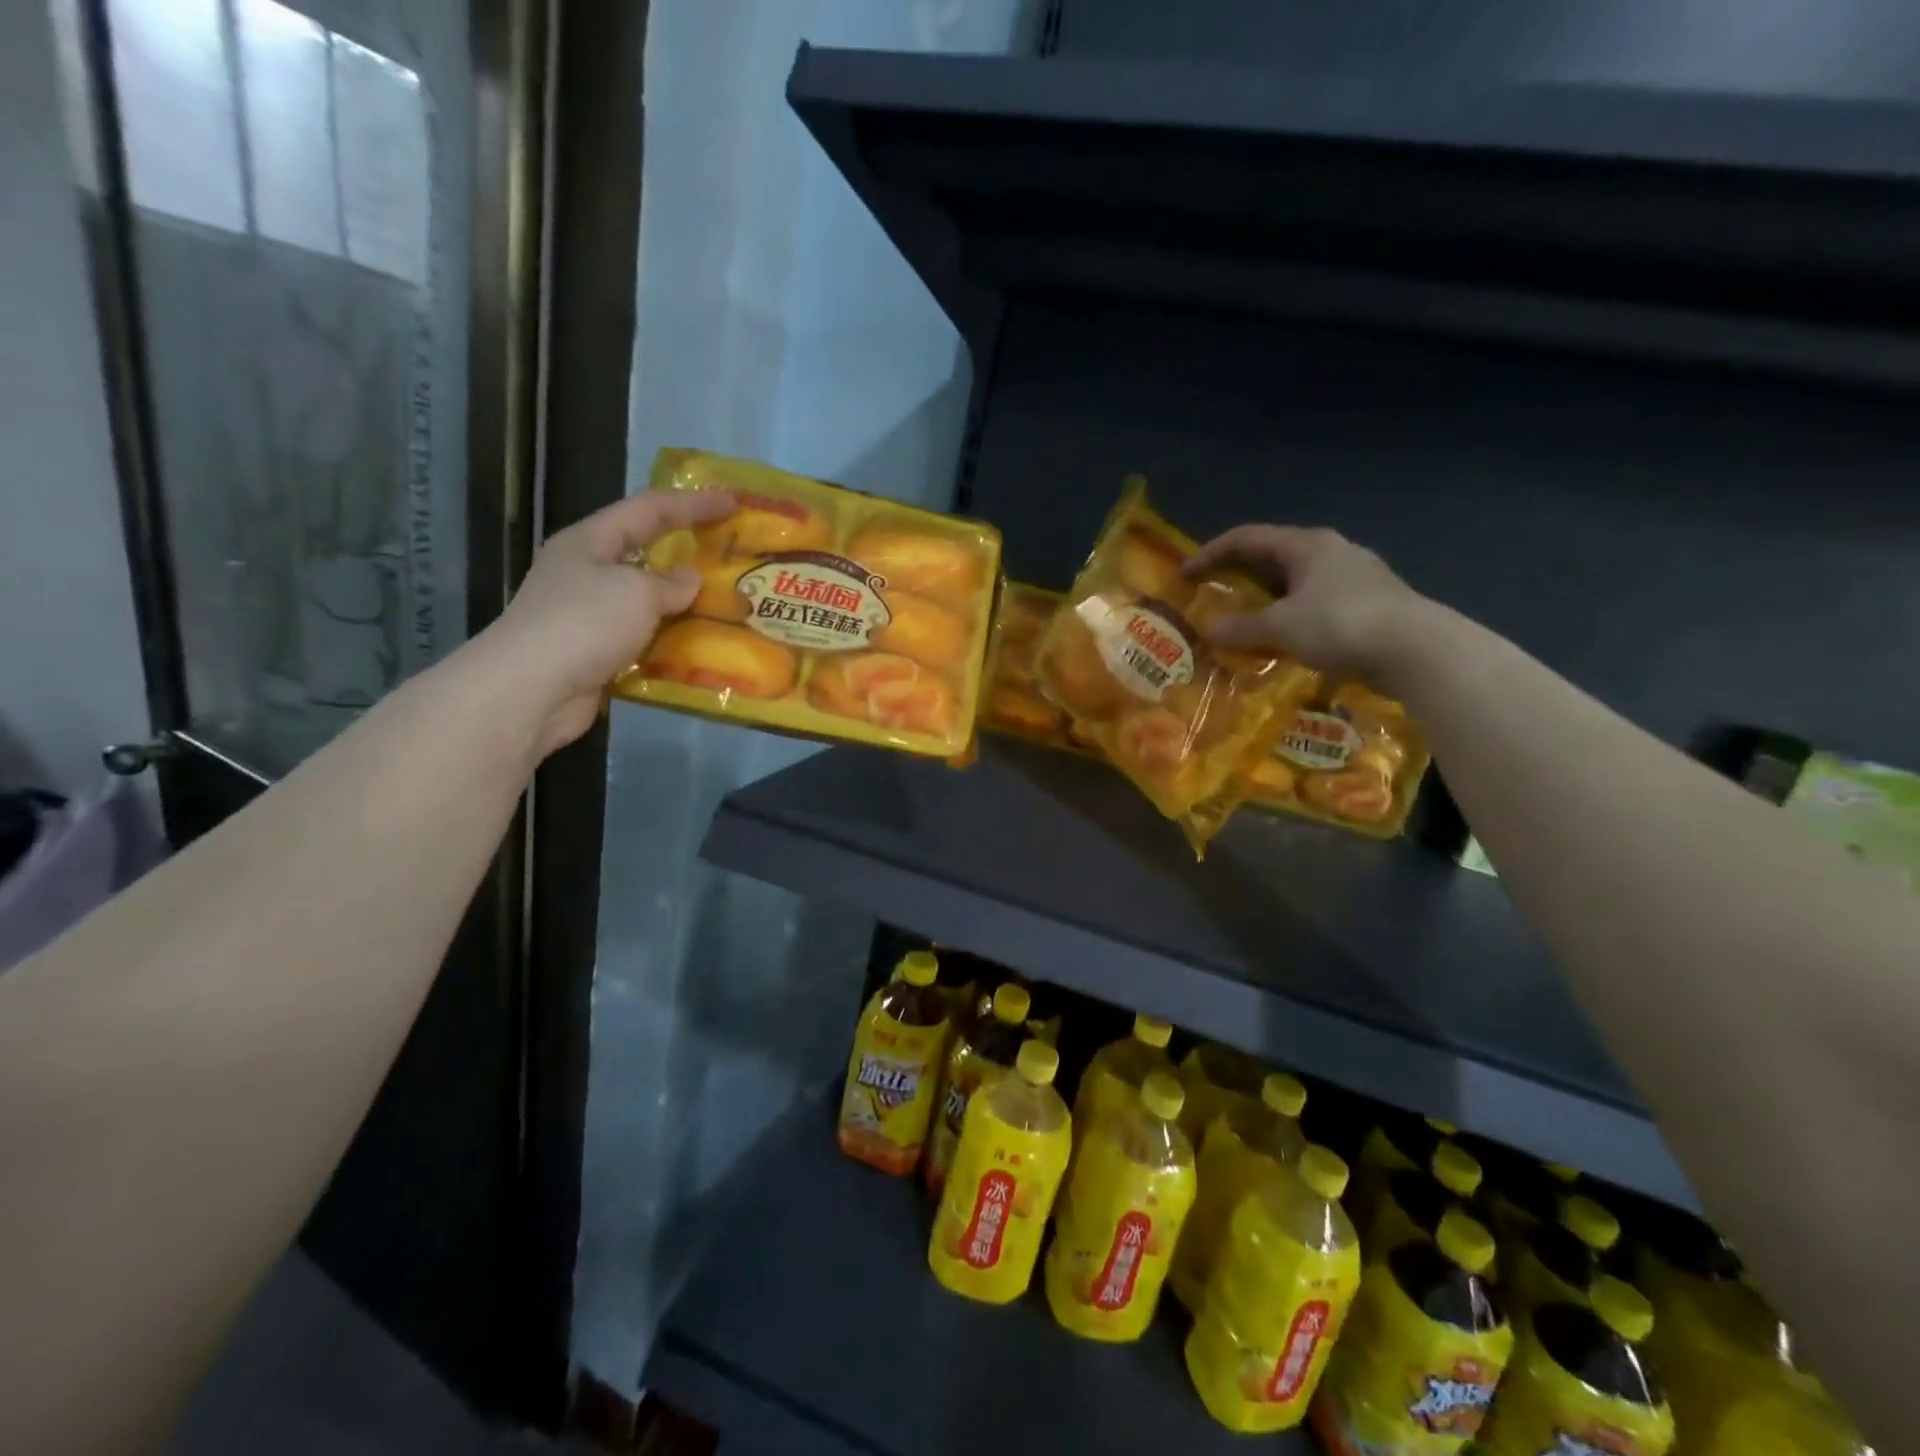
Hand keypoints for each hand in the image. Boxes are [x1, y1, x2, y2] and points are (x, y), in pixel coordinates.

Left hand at [475, 488, 735, 756]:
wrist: (531, 690)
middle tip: (729, 557)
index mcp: (590, 541)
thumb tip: (689, 580)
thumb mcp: (637, 592)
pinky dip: (669, 642)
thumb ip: (670, 583)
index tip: (732, 503)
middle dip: (687, 555)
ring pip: (645, 601)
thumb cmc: (584, 623)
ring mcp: (587, 615)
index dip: (692, 504)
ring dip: (682, 605)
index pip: (649, 509)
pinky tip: (699, 650)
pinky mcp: (594, 654)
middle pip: (644, 553)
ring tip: (725, 607)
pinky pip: (642, 639)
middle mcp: (586, 572)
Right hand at [1184, 525, 1425, 684]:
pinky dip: (1292, 615)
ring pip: (1297, 581)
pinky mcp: (1371, 603)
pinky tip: (1286, 639)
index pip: (1247, 538)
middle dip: (1239, 575)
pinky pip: (1317, 603)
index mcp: (1306, 545)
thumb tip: (1208, 631)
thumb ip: (1241, 628)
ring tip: (1246, 620)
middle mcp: (1331, 551)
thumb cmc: (1341, 624)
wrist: (1418, 649)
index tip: (1185, 575)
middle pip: (1273, 556)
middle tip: (1212, 594)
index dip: (1211, 553)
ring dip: (1267, 598)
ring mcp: (1356, 576)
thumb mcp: (1281, 627)